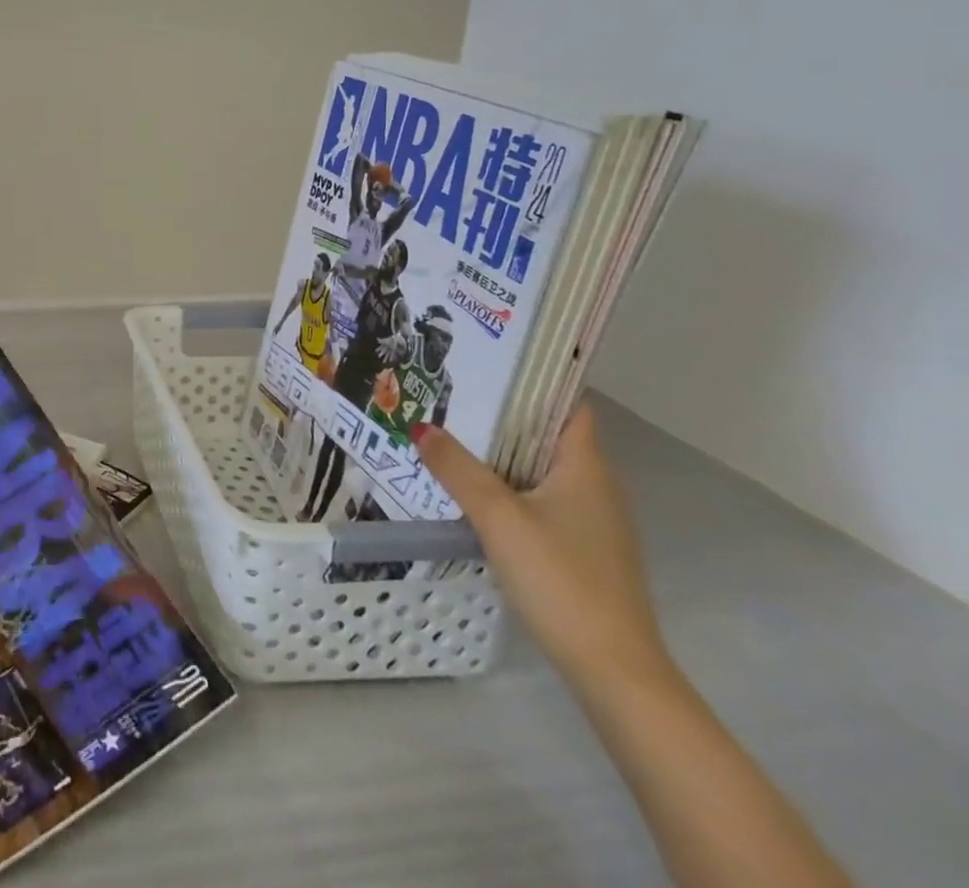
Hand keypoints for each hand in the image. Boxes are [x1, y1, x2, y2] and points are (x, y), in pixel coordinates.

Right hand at [413, 408, 672, 693]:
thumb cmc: (561, 579)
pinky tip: (473, 492)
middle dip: (503, 415)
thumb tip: (420, 427)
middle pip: (549, 435)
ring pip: (542, 469)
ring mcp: (593, 523)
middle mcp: (596, 488)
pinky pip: (541, 499)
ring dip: (502, 453)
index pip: (568, 405)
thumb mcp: (498, 517)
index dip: (534, 381)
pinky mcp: (582, 551)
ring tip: (451, 436)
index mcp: (586, 468)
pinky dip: (510, 486)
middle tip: (451, 396)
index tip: (487, 363)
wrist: (614, 671)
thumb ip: (457, 469)